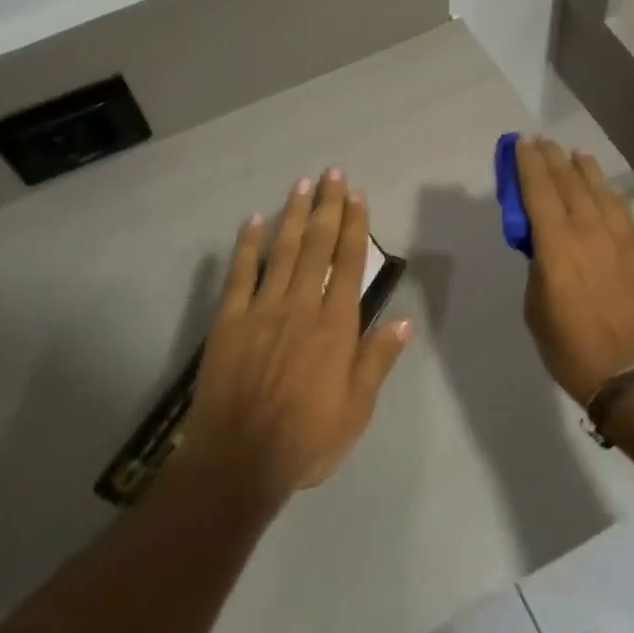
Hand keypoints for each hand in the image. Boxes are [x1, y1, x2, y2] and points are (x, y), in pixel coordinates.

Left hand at [185, 168, 411, 503]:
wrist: (239, 460)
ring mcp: (262, 309)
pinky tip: (254, 220)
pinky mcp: (230, 320)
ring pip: (282, 250)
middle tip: (332, 173)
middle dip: (327, 206)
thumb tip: (403, 320)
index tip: (357, 196)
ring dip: (294, 215)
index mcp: (335, 325)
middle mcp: (301, 305)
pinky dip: (247, 245)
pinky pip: (240, 274)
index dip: (355, 226)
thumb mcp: (356, 409)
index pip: (349, 262)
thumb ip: (377, 360)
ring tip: (302, 184)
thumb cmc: (306, 439)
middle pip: (318, 245)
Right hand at [514, 137, 633, 405]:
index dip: (529, 165)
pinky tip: (605, 188)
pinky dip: (610, 193)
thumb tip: (544, 249)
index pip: (539, 193)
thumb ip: (539, 270)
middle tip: (542, 142)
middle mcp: (590, 234)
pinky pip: (623, 212)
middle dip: (553, 160)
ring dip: (585, 170)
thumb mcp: (537, 311)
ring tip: (575, 154)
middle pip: (570, 184)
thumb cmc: (574, 351)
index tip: (521, 143)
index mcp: (557, 248)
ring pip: (601, 192)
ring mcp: (623, 242)